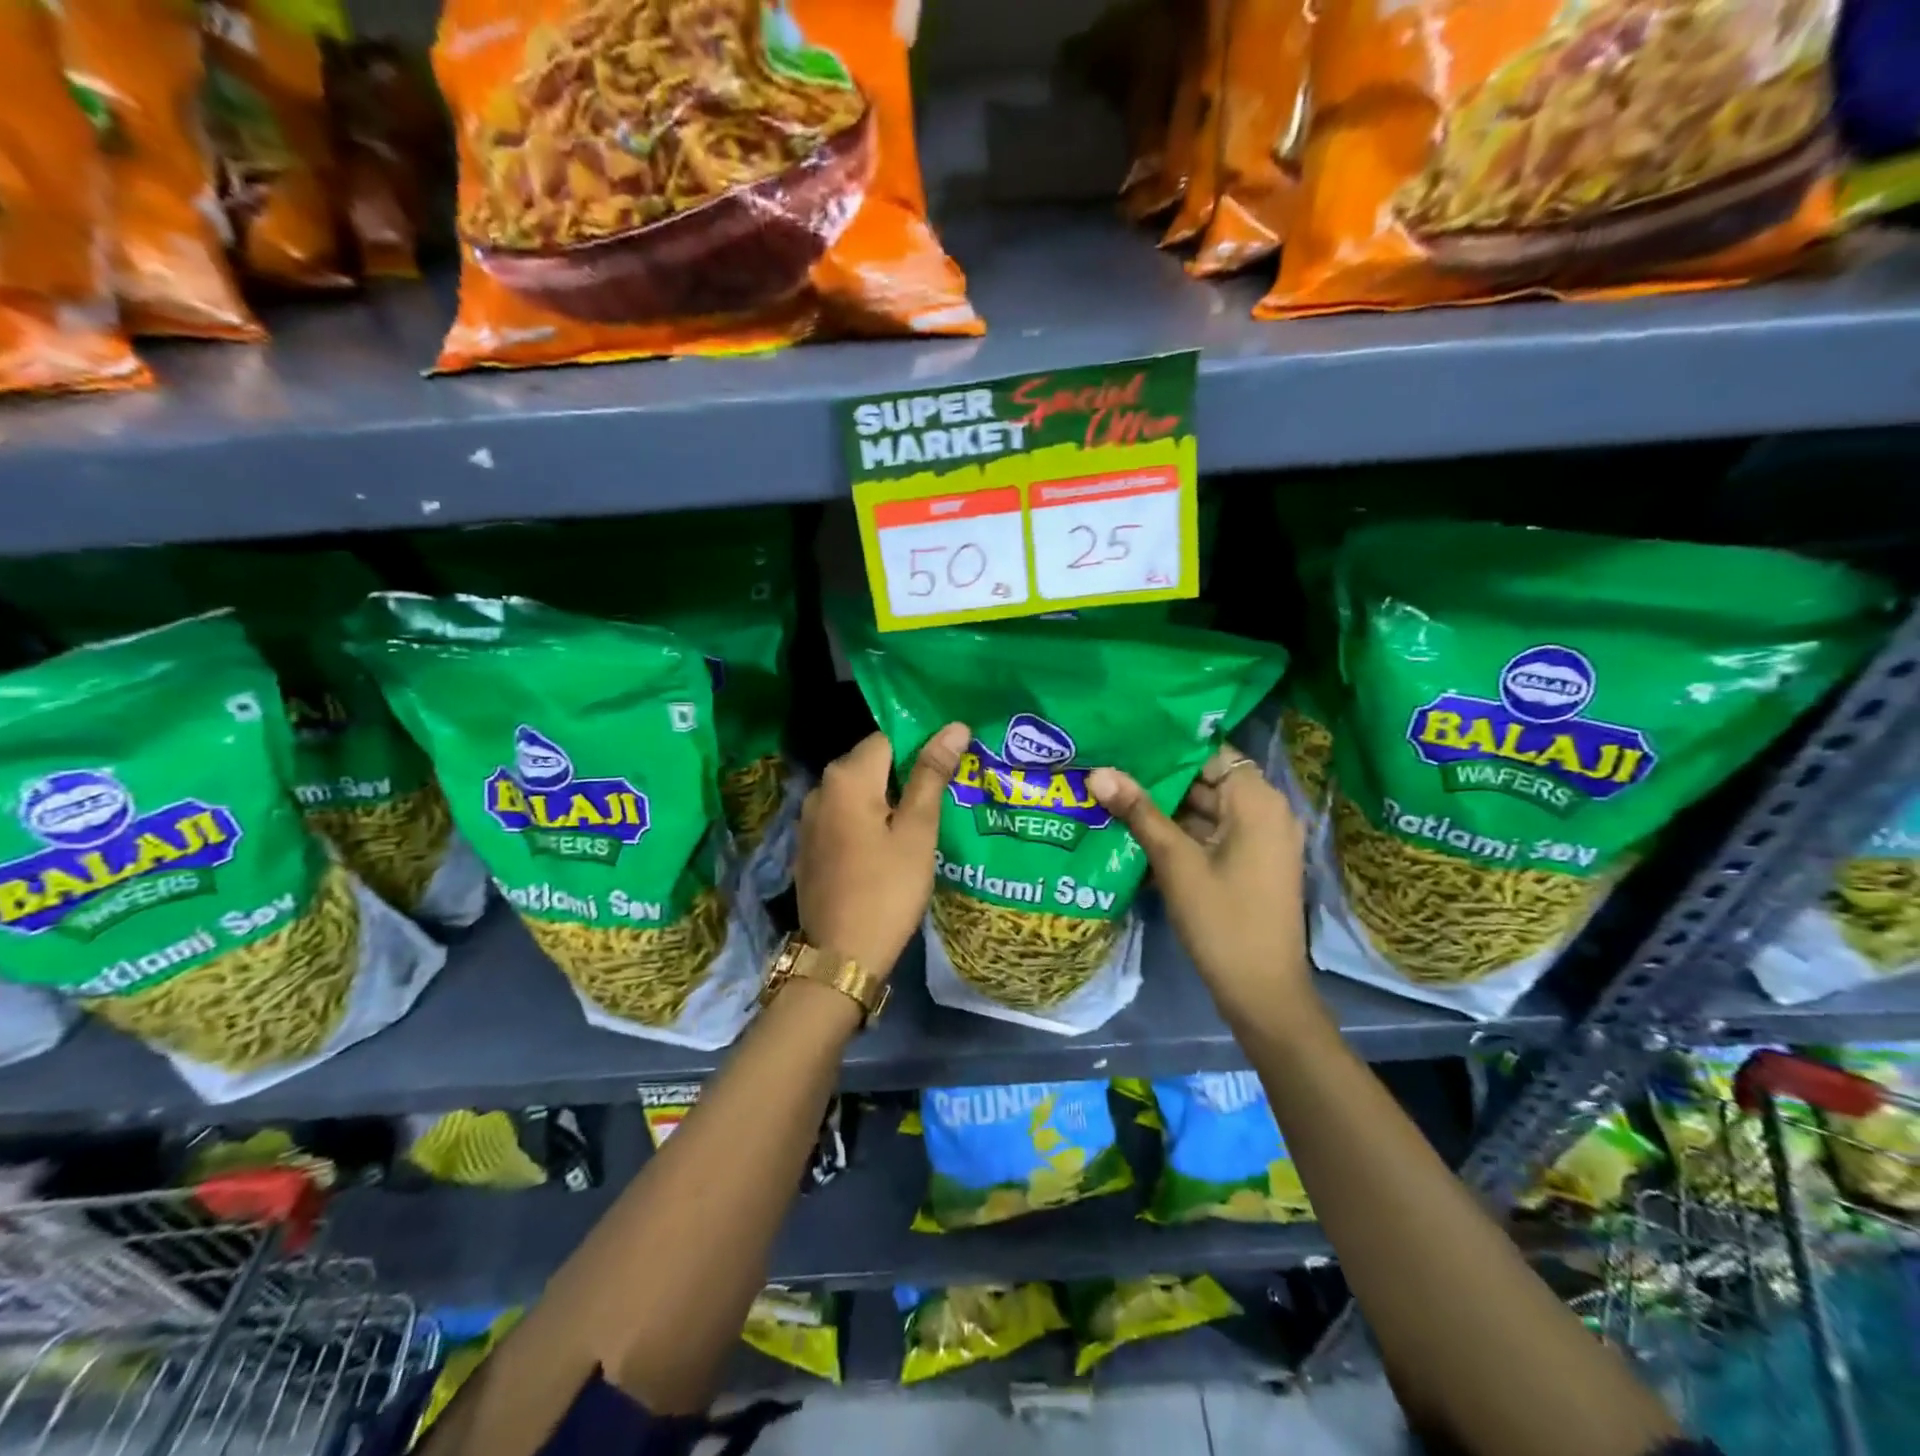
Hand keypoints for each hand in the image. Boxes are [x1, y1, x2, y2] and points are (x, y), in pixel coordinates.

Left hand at [794, 723, 969, 976]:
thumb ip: (932, 774)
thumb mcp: (917, 831)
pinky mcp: (808, 845)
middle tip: (941, 799)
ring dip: (886, 800)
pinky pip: (843, 816)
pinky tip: (887, 846)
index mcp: (847, 778)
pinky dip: (866, 821)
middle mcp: (820, 788)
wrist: (841, 956)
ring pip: (857, 792)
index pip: (888, 738)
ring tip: (919, 823)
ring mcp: (808, 819)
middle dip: (904, 775)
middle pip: (870, 763)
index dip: (920, 749)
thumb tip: (955, 726)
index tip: (947, 773)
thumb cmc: (888, 890)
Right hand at [1088, 748, 1311, 1028]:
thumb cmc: (1222, 920)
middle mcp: (1266, 812)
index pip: (1210, 754)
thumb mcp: (1175, 862)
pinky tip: (1135, 835)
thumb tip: (1098, 771)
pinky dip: (1180, 835)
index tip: (1124, 746)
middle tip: (1108, 772)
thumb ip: (1138, 812)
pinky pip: (1211, 835)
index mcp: (1257, 802)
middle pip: (1206, 781)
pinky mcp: (1249, 864)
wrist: (1262, 993)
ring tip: (1112, 798)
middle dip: (1158, 781)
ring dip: (1164, 810)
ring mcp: (1259, 841)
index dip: (1167, 749)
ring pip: (1205, 810)